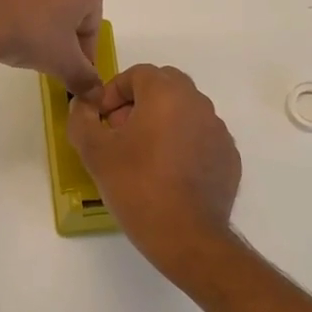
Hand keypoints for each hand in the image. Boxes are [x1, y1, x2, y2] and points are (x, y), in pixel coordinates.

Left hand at [0, 0, 103, 95]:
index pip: (92, 23)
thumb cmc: (31, 33)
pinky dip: (18, 5)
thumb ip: (84, 78)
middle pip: (70, 3)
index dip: (84, 51)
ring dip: (41, 17)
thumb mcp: (63, 62)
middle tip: (49, 56)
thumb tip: (96, 94)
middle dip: (63, 30)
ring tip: (25, 43)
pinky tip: (6, 26)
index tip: (72, 70)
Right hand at [66, 64, 242, 284]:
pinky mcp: (229, 157)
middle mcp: (198, 103)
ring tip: (143, 156)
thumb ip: (81, 119)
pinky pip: (201, 137)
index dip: (114, 92)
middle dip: (139, 102)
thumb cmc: (137, 186)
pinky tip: (169, 174)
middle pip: (164, 86)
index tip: (102, 120)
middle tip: (120, 132)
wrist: (187, 237)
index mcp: (166, 93)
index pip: (137, 74)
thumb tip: (83, 105)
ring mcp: (218, 130)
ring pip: (185, 111)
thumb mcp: (95, 152)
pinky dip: (183, 144)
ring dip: (162, 122)